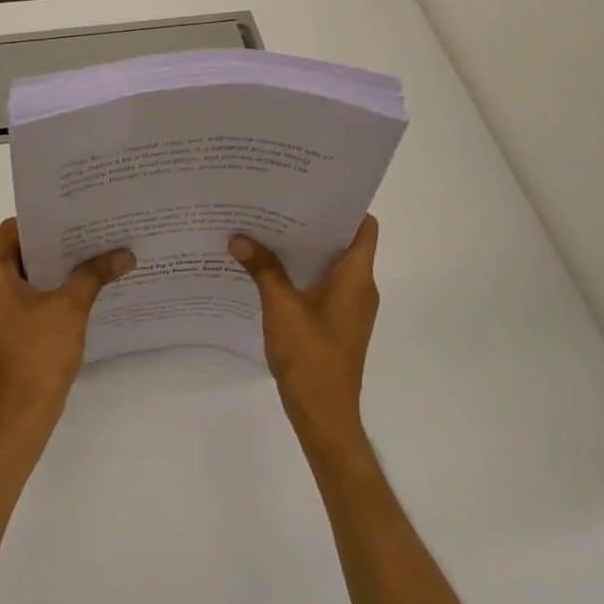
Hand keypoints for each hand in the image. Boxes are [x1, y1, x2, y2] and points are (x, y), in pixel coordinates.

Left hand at [0, 218, 134, 436]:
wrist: (22, 413)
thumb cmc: (39, 352)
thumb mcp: (71, 307)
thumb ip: (95, 273)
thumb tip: (126, 253)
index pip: (12, 230)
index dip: (43, 221)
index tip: (74, 216)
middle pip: (18, 251)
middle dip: (54, 244)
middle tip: (90, 234)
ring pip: (21, 274)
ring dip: (52, 267)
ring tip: (90, 257)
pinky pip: (22, 295)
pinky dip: (46, 289)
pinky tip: (78, 288)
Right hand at [229, 216, 379, 447]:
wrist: (324, 414)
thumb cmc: (311, 356)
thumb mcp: (280, 307)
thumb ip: (262, 269)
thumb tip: (239, 237)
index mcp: (357, 277)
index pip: (364, 226)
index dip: (343, 205)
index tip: (311, 190)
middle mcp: (360, 288)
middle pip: (343, 243)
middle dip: (312, 224)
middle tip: (276, 204)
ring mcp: (350, 308)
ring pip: (331, 265)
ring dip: (304, 250)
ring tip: (268, 231)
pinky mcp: (337, 324)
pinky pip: (322, 286)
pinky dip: (301, 274)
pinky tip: (269, 271)